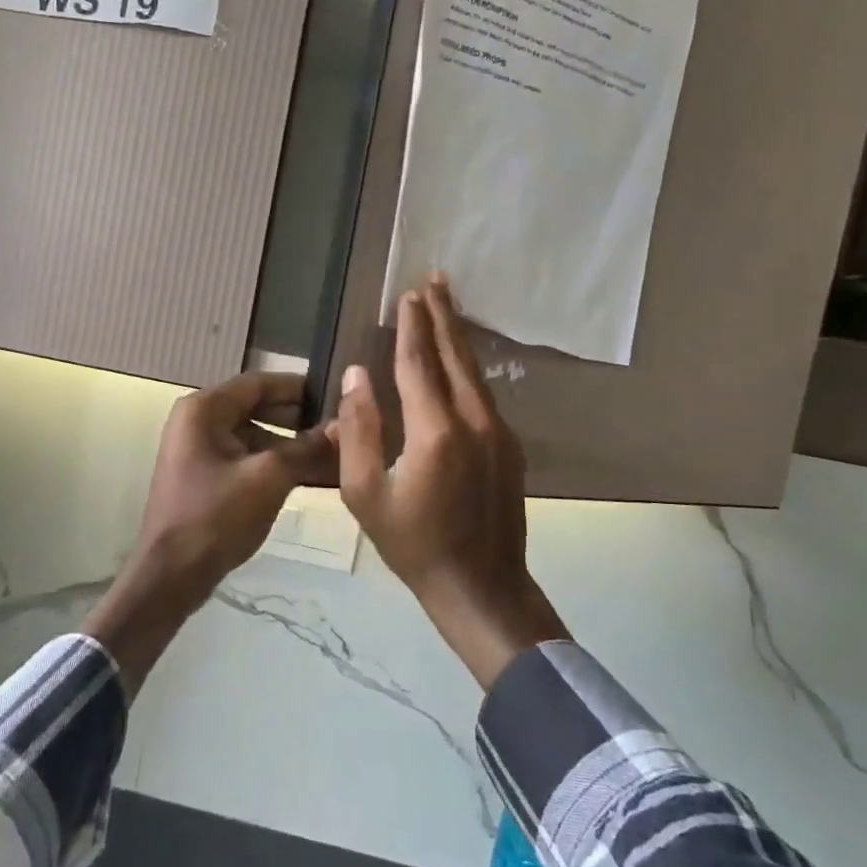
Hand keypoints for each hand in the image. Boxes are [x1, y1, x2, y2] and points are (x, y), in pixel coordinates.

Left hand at [85, 372, 334, 689]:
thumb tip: (344, 427)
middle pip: (256, 407)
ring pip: (253, 435)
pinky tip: (306, 475)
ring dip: (289, 444)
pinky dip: (273, 463)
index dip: (299, 387)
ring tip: (331, 454)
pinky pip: (244, 457)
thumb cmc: (217, 516)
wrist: (172, 575)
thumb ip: (307, 448)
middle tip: (339, 426)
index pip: (259, 382)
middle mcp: (196, 420)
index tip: (337, 394)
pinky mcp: (203, 475)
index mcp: (204, 409)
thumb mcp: (270, 477)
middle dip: (297, 418)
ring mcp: (197, 449)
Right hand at [336, 276, 568, 689]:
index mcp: (435, 431)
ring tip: (448, 305)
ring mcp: (498, 433)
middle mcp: (474, 421)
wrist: (481, 586)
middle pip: (455, 356)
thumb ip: (358, 429)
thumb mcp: (364, 493)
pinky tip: (460, 362)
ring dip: (458, 337)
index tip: (406, 295)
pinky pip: (484, 394)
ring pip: (475, 373)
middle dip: (443, 316)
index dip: (411, 327)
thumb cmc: (413, 545)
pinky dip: (469, 368)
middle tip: (435, 280)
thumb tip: (356, 375)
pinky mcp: (510, 447)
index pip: (419, 363)